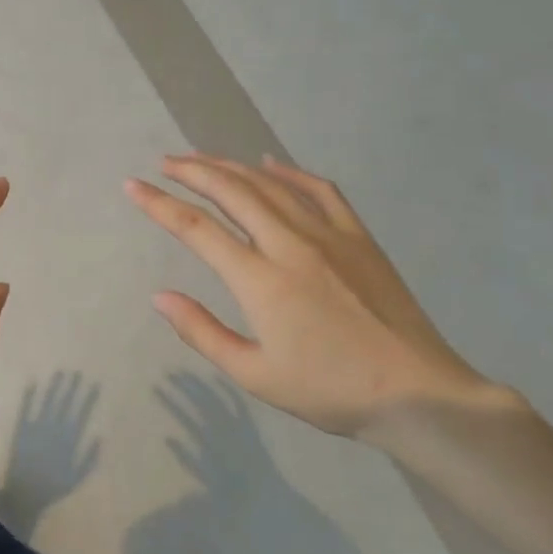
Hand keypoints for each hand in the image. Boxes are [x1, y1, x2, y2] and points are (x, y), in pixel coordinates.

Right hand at [126, 153, 500, 439]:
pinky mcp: (359, 238)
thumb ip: (202, 332)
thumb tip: (159, 297)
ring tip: (201, 159)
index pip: (196, 229)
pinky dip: (290, 172)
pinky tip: (270, 164)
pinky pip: (320, 191)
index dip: (159, 204)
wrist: (419, 394)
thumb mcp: (255, 375)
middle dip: (192, 171)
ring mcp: (329, 236)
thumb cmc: (331, 391)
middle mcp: (290, 245)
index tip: (132, 186)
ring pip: (269, 185)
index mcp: (260, 280)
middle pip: (231, 192)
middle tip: (164, 162)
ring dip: (230, 167)